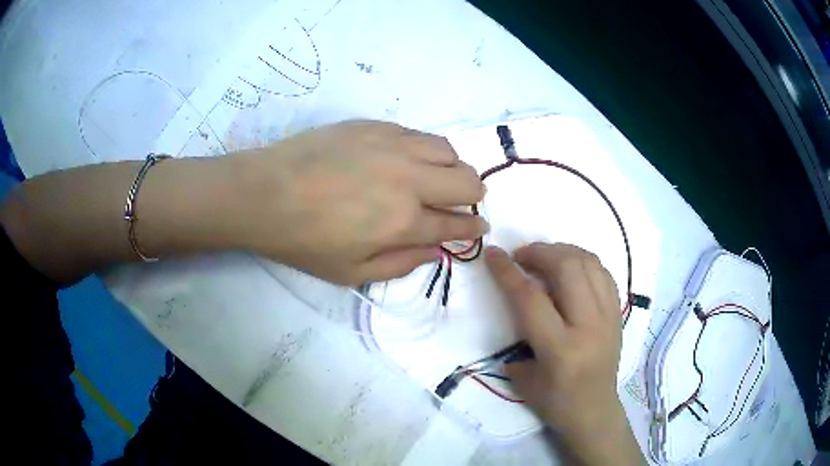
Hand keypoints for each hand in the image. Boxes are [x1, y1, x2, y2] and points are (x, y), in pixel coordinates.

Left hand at [235, 121, 486, 284]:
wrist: (264, 193)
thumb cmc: (304, 240)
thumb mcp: (352, 272)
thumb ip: (402, 264)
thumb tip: (436, 252)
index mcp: (404, 222)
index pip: (456, 223)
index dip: (473, 227)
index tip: (481, 226)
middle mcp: (409, 179)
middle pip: (467, 180)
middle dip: (474, 195)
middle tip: (464, 201)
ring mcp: (393, 146)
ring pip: (448, 150)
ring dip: (453, 168)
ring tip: (439, 177)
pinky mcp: (375, 126)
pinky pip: (418, 134)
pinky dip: (426, 150)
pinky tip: (410, 159)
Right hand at [486, 243, 641, 464]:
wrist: (595, 410)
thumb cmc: (556, 402)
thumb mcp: (523, 379)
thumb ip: (516, 339)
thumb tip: (516, 304)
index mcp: (560, 349)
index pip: (530, 298)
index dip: (507, 272)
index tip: (492, 253)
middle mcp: (589, 326)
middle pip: (566, 268)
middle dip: (539, 252)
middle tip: (522, 256)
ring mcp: (608, 316)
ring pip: (589, 263)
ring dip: (562, 251)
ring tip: (545, 257)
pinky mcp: (618, 312)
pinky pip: (603, 272)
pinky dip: (582, 261)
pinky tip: (570, 268)